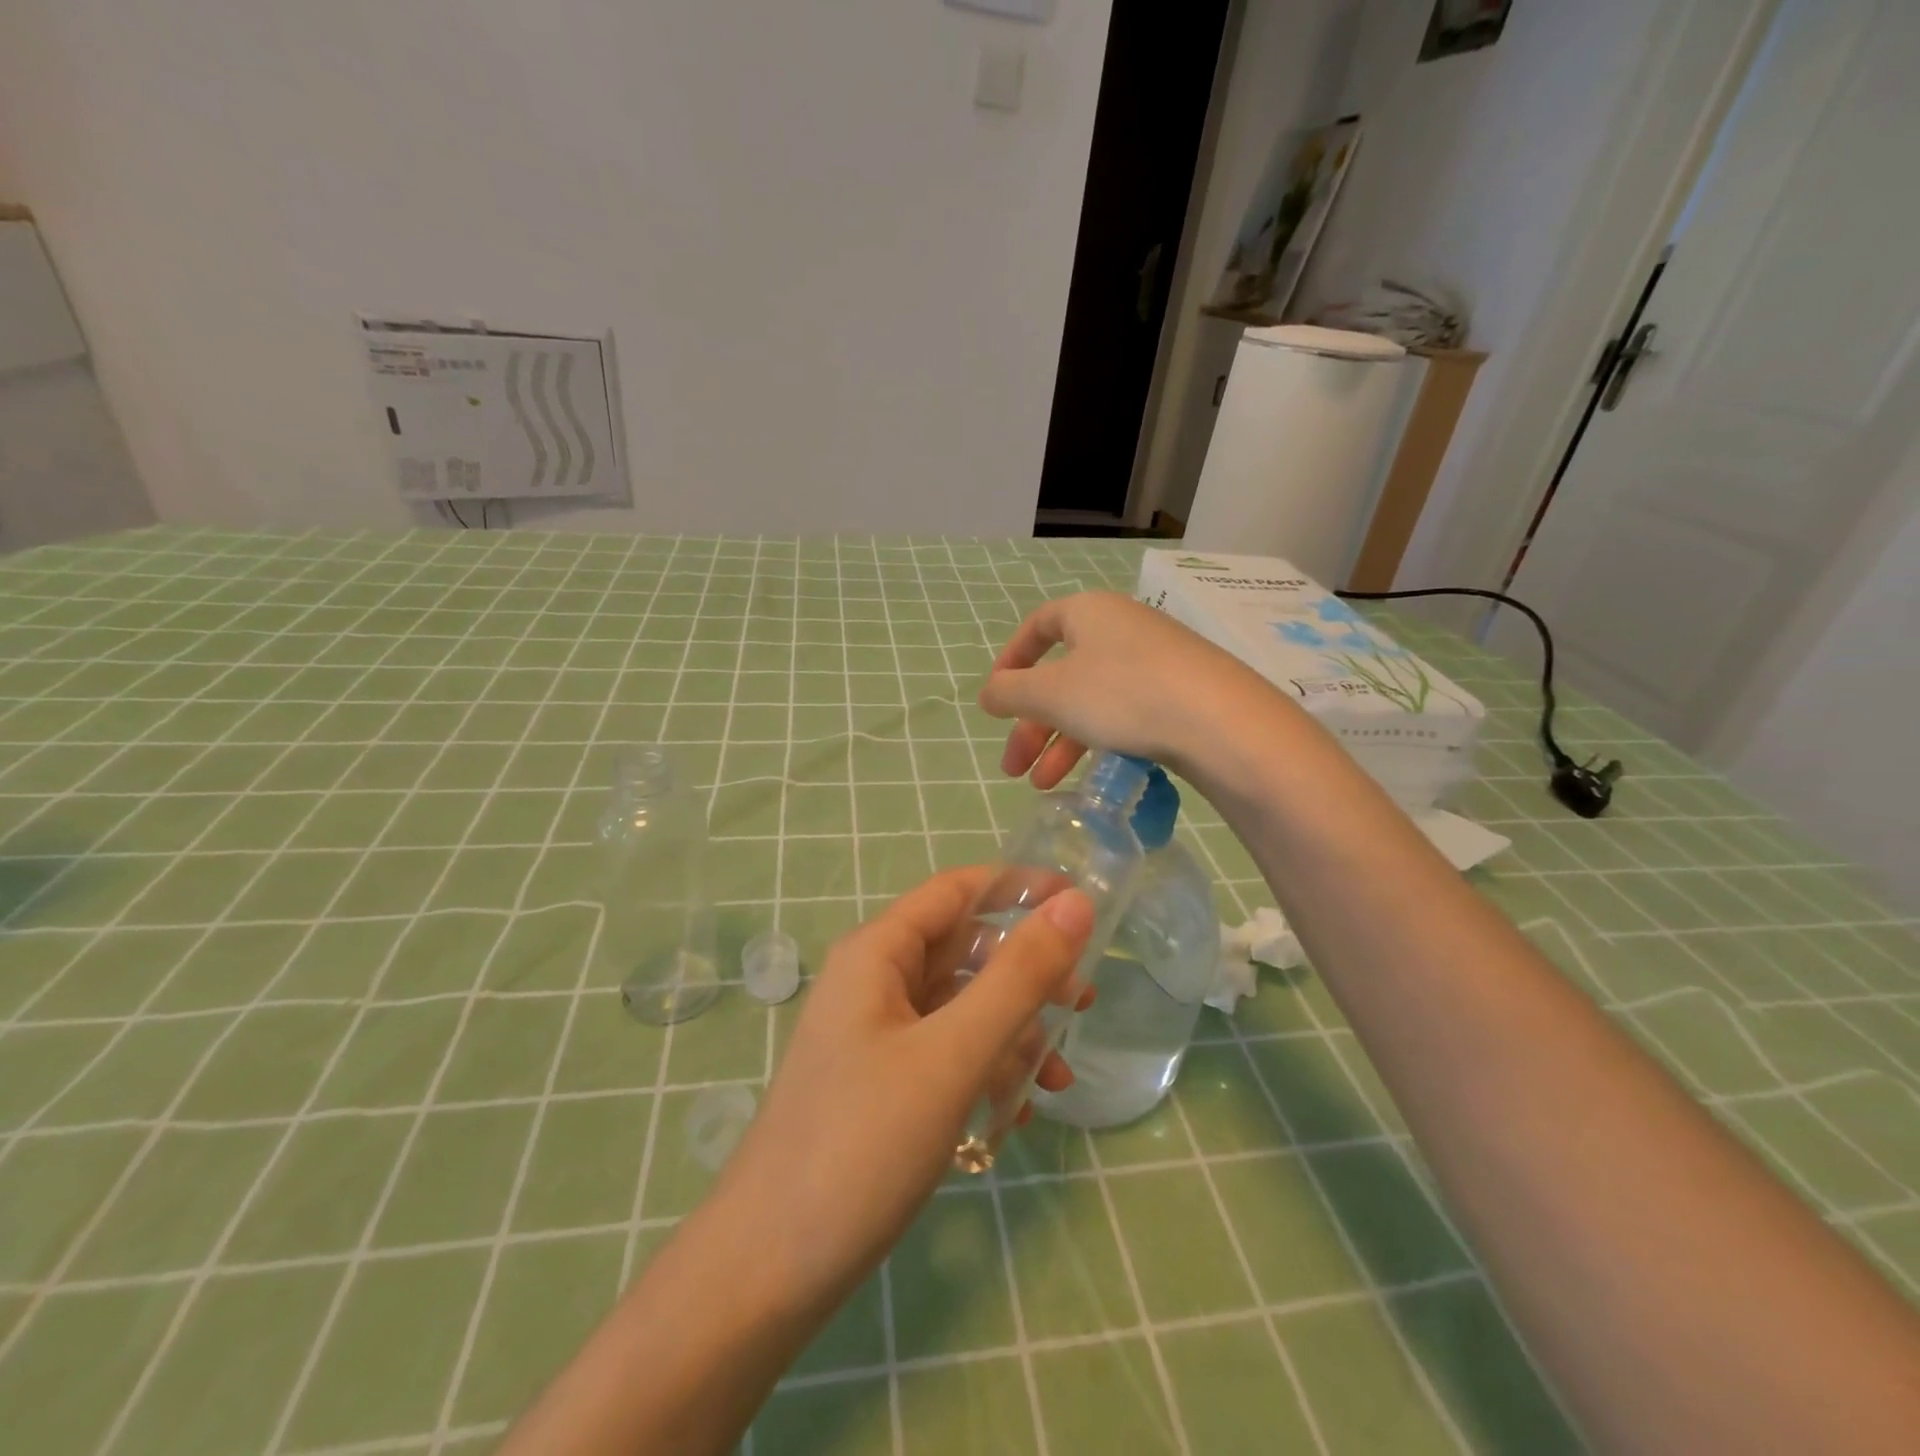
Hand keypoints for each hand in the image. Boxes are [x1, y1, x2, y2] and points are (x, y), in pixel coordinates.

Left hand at [711, 867, 1094, 1313]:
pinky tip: (1015, 1113)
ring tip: (1056, 1080)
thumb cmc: (861, 1144)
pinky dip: (986, 1069)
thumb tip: (1075, 902)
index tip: (1081, 903)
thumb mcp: (952, 1054)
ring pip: (960, 1006)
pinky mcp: (880, 1084)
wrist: (767, 1271)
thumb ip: (1018, 977)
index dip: (1019, 886)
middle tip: (1081, 1005)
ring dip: (1013, 1031)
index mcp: (878, 953)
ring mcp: (875, 1035)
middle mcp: (873, 982)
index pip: (957, 890)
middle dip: (1025, 973)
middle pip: (963, 950)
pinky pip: (946, 1053)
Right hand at [978, 591, 1279, 790]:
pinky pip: (1126, 713)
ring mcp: (1156, 661)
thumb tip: (988, 693)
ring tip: (1044, 785)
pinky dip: (1100, 741)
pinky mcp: (1181, 694)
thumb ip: (1010, 693)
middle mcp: (1121, 628)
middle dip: (1032, 725)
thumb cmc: (1122, 694)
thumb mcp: (1051, 694)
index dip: (1011, 662)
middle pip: (1062, 675)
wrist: (1221, 723)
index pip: (1037, 626)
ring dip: (1061, 743)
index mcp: (1088, 613)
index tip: (997, 701)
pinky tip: (1093, 776)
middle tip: (1014, 768)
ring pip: (1092, 700)